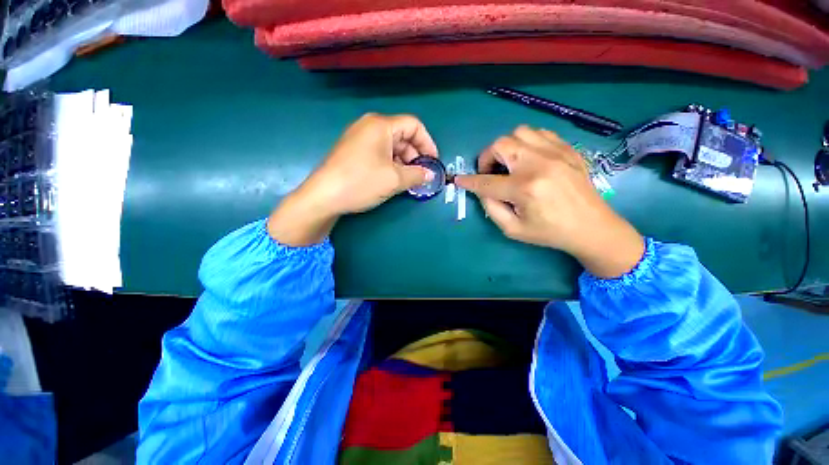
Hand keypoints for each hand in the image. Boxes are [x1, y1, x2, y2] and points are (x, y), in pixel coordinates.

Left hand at [268, 113, 438, 245]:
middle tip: (421, 175)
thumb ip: (417, 175)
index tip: (433, 162)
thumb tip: (429, 175)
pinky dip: (390, 165)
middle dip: (415, 156)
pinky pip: (379, 153)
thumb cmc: (361, 182)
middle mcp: (369, 126)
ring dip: (403, 162)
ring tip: (408, 181)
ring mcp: (359, 138)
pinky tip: (393, 179)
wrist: (323, 197)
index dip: (428, 143)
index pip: (414, 125)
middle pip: (402, 136)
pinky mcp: (353, 151)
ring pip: (391, 146)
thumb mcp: (394, 180)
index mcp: (381, 125)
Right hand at [455, 126, 643, 277]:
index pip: (486, 181)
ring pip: (519, 133)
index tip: (459, 179)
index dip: (469, 181)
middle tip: (490, 172)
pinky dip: (527, 142)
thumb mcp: (512, 229)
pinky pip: (540, 133)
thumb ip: (491, 208)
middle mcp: (538, 164)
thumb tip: (482, 190)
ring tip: (509, 163)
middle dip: (487, 158)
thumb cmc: (549, 232)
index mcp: (524, 189)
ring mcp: (556, 153)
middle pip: (501, 145)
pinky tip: (528, 158)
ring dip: (507, 147)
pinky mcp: (567, 149)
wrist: (592, 227)